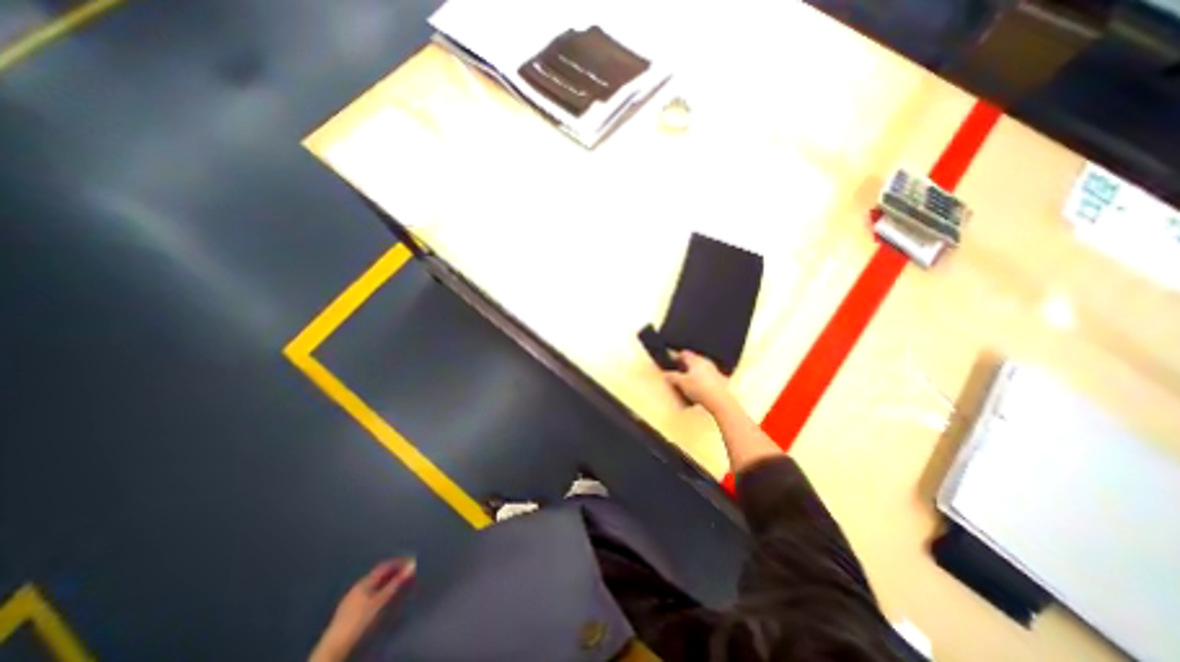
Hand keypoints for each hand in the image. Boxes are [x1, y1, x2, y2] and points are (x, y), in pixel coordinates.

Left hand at [310, 558, 417, 661]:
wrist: (334, 646)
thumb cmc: (359, 620)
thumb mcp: (380, 601)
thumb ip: (396, 583)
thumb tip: (412, 565)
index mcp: (364, 582)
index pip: (384, 566)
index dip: (398, 562)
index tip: (411, 561)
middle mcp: (357, 587)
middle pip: (378, 575)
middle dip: (393, 572)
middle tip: (407, 573)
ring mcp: (351, 599)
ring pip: (373, 585)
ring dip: (386, 582)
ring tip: (398, 584)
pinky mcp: (349, 610)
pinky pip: (369, 594)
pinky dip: (379, 591)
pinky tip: (383, 598)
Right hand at [667, 352, 734, 412]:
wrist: (719, 400)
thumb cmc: (699, 389)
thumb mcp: (682, 383)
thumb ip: (673, 376)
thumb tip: (666, 373)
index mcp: (695, 360)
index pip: (684, 353)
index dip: (677, 356)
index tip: (672, 361)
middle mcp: (705, 361)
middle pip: (693, 359)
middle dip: (686, 363)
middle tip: (679, 370)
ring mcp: (713, 369)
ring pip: (701, 366)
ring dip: (694, 370)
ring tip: (688, 378)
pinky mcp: (719, 378)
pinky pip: (707, 373)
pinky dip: (701, 376)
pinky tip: (699, 385)